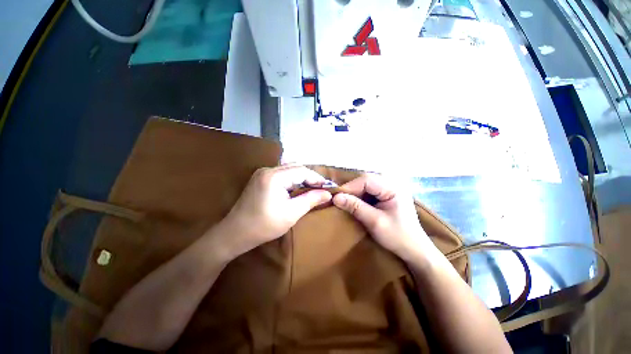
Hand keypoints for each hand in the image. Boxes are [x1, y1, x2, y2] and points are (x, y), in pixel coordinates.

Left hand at [217, 165, 332, 258]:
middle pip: (295, 167)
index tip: (327, 187)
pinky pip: (281, 173)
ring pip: (289, 169)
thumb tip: (327, 193)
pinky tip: (297, 188)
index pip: (301, 170)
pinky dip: (292, 179)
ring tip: (312, 188)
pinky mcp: (260, 178)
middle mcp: (268, 169)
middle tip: (321, 188)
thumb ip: (310, 200)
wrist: (235, 233)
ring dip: (301, 177)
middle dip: (310, 177)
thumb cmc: (264, 225)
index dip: (316, 178)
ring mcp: (262, 172)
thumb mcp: (291, 213)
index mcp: (274, 177)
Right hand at [332, 174, 432, 261]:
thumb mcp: (374, 222)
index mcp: (394, 188)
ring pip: (366, 184)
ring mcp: (390, 189)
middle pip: (366, 180)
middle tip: (339, 199)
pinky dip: (360, 196)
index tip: (336, 197)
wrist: (414, 249)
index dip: (350, 187)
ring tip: (345, 201)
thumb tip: (336, 198)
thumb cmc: (397, 236)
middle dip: (352, 189)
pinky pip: (370, 190)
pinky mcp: (387, 195)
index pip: (367, 180)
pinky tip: (355, 203)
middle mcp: (393, 183)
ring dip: (355, 192)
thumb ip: (355, 207)